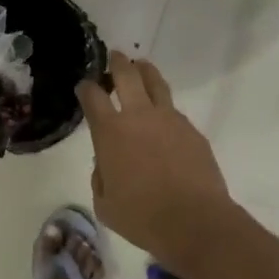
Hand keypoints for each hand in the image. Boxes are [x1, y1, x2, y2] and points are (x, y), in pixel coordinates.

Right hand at [76, 52, 234, 261]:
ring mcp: (169, 119)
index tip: (84, 87)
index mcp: (111, 132)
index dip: (86, 88)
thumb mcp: (105, 204)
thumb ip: (101, 177)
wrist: (194, 221)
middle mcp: (139, 116)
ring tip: (142, 67)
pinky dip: (165, 108)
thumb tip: (106, 163)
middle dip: (118, 63)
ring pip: (156, 83)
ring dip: (146, 72)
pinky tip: (164, 119)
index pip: (93, 97)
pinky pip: (174, 111)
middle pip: (127, 75)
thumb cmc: (142, 217)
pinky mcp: (192, 130)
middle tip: (115, 56)